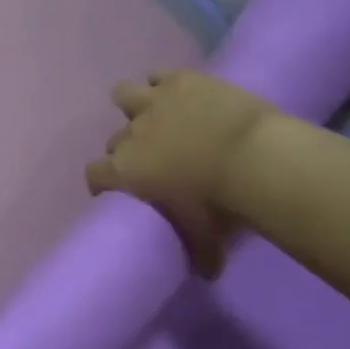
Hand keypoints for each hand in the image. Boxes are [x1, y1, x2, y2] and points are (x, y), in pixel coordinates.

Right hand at [86, 69, 278, 276]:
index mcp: (124, 172)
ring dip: (134, 104)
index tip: (117, 190)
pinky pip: (158, 75)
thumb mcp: (205, 239)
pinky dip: (162, 82)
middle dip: (128, 148)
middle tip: (152, 158)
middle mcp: (130, 135)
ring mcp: (153, 103)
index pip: (94, 175)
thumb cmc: (221, 205)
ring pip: (123, 94)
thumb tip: (207, 274)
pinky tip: (176, 92)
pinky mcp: (180, 80)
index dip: (102, 182)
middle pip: (115, 140)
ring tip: (155, 114)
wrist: (255, 158)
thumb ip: (198, 254)